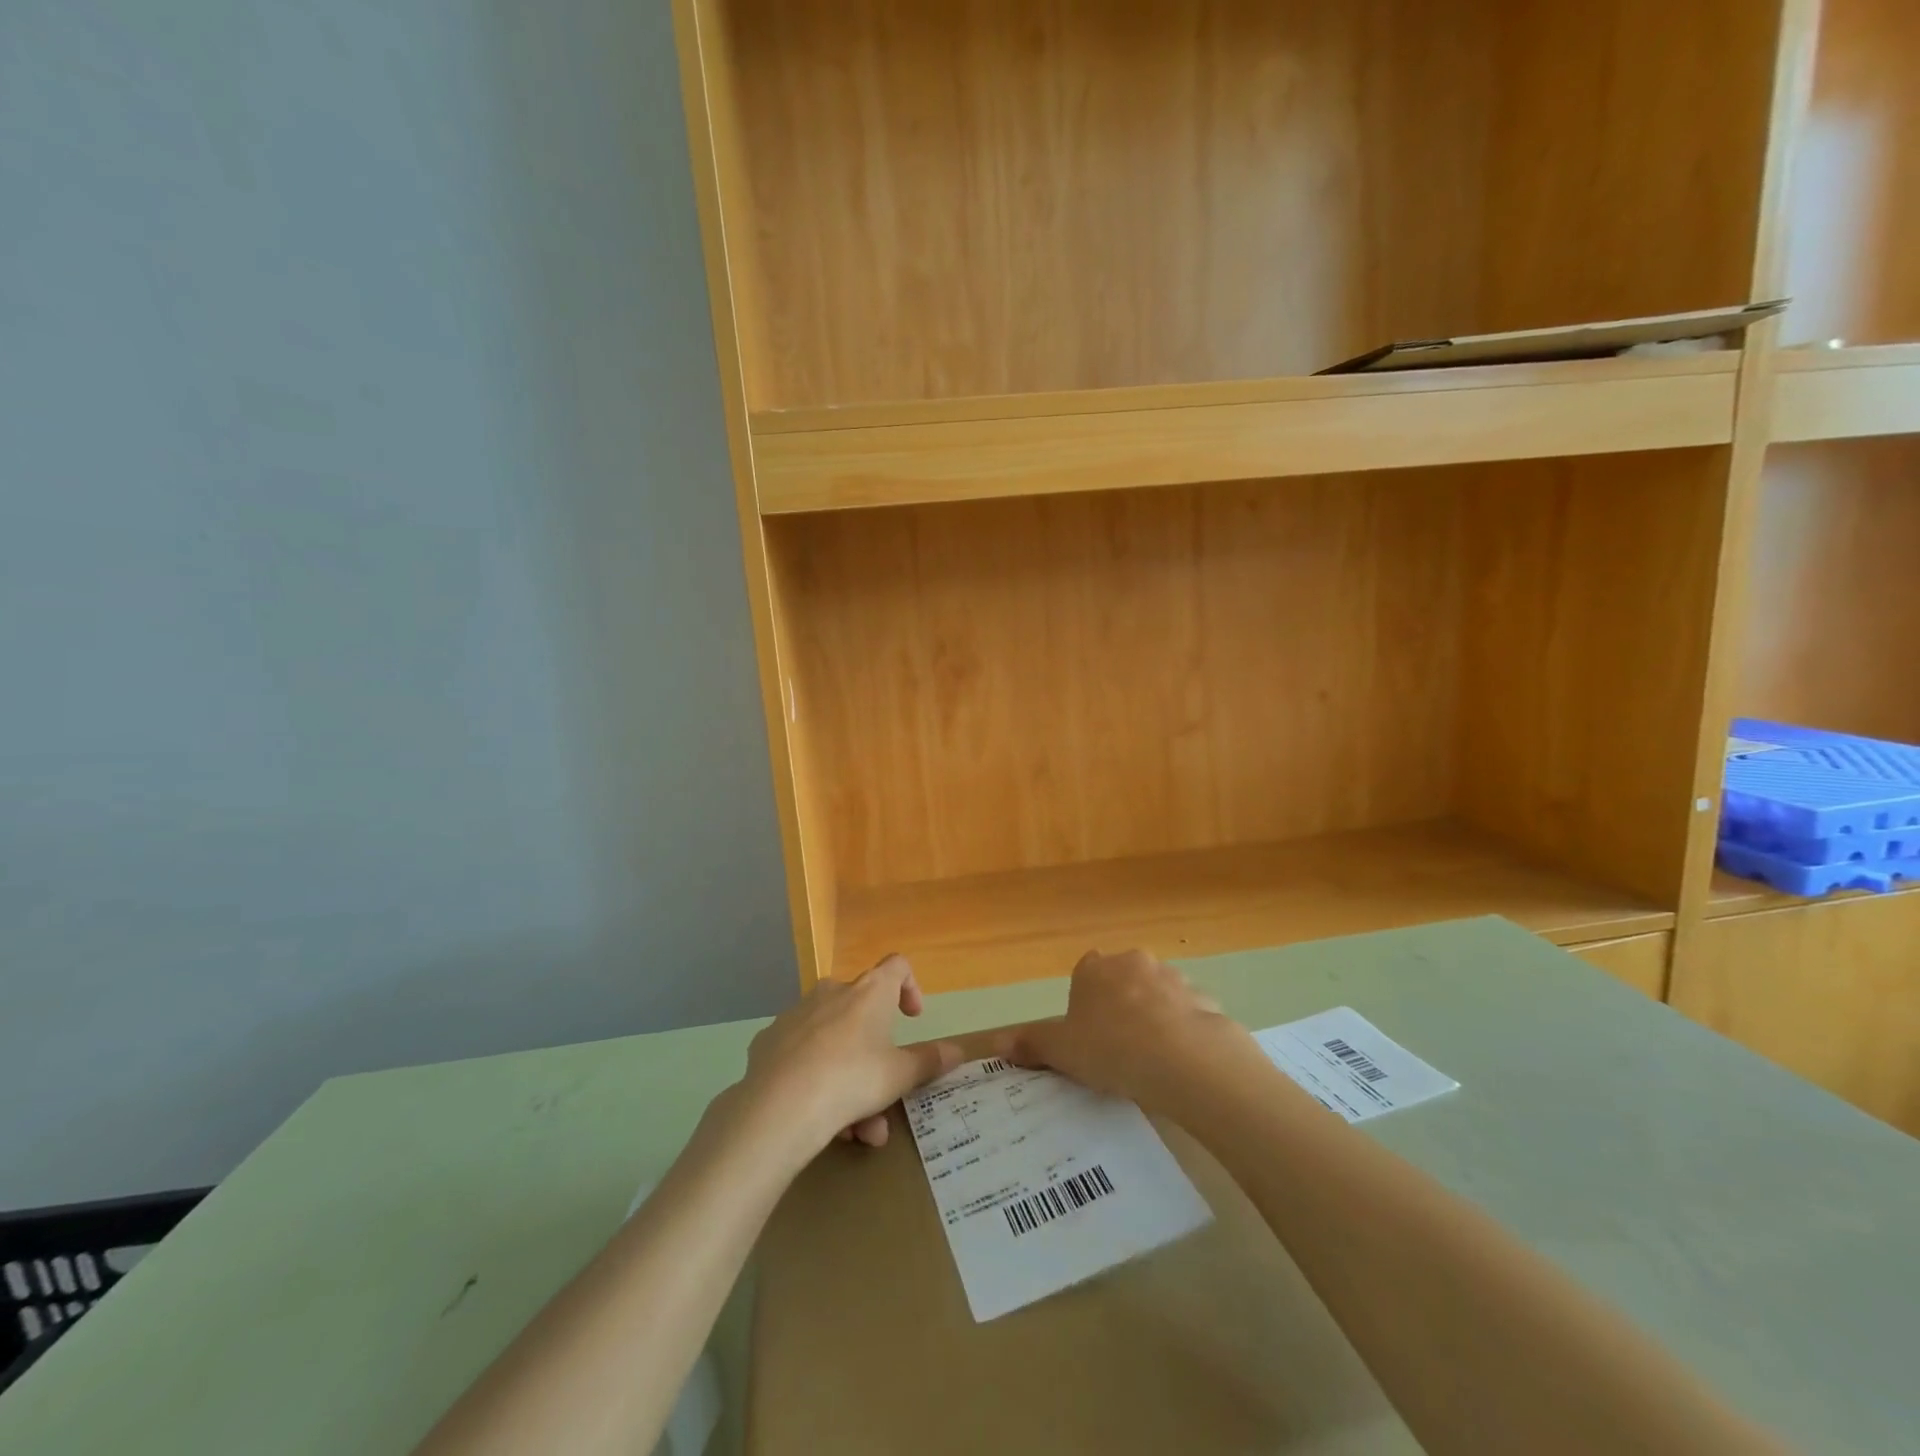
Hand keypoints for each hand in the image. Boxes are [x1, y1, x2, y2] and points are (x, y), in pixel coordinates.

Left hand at [737, 954, 960, 1156]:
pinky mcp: (769, 1041)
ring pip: (833, 1043)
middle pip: (863, 1015)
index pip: (897, 966)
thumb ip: (929, 1061)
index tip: (912, 1019)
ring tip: (854, 1131)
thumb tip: (958, 1050)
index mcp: (869, 991)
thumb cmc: (852, 1079)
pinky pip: (801, 1056)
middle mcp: (833, 991)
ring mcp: (796, 1014)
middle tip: (883, 1099)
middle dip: (876, 1058)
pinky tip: (814, 1116)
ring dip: (849, 1080)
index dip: (910, 987)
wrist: (779, 1107)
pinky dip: (814, 1079)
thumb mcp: (900, 1076)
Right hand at [999, 949, 1256, 1111]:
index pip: (1085, 973)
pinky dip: (1183, 1031)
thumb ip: (1031, 1044)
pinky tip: (1181, 1063)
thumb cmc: (1110, 1048)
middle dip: (1121, 1005)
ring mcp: (1171, 976)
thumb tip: (996, 1042)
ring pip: (1157, 994)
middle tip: (1118, 1049)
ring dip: (1154, 1017)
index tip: (1089, 1034)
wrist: (1181, 1058)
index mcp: (1093, 968)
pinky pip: (1187, 1014)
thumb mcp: (1062, 1050)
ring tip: (1152, 1061)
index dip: (1086, 1003)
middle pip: (1122, 980)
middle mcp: (1131, 961)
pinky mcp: (1202, 998)